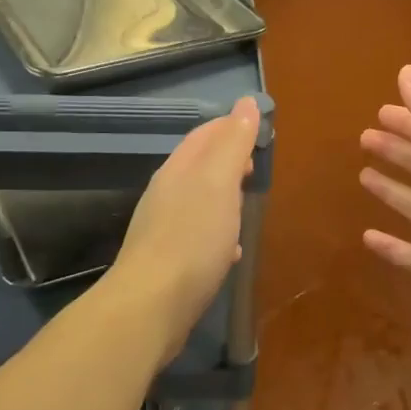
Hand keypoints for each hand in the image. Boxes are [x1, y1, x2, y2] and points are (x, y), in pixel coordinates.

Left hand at [104, 96, 261, 367]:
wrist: (151, 306)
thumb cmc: (192, 238)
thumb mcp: (220, 182)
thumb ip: (233, 143)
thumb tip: (246, 103)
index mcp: (179, 169)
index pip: (205, 134)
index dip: (231, 127)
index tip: (259, 131)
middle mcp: (166, 193)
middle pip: (199, 166)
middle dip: (228, 161)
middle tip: (256, 167)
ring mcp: (162, 228)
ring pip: (197, 200)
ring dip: (223, 197)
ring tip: (247, 205)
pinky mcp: (166, 261)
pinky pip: (195, 235)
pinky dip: (216, 232)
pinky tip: (230, 251)